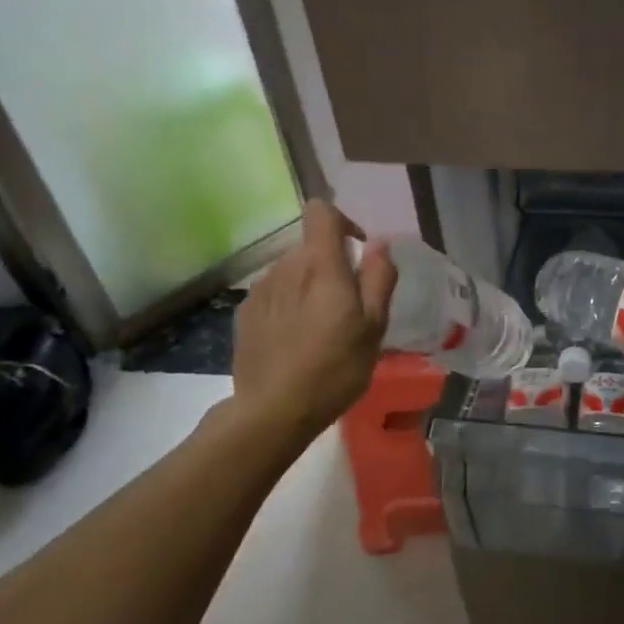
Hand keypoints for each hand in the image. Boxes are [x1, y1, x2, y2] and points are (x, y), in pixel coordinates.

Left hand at [229, 200, 396, 438]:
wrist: (273, 411)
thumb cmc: (335, 368)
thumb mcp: (374, 326)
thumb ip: (378, 278)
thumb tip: (379, 245)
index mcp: (320, 264)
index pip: (321, 212)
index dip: (343, 222)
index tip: (358, 253)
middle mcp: (285, 267)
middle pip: (310, 247)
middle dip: (331, 265)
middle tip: (347, 308)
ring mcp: (260, 289)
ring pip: (291, 271)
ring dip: (308, 286)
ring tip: (320, 328)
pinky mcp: (245, 313)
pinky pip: (274, 294)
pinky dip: (288, 305)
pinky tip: (295, 340)